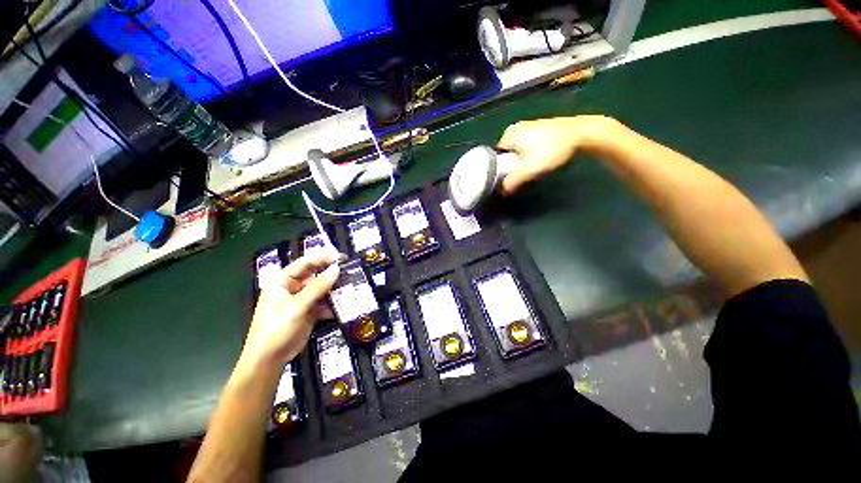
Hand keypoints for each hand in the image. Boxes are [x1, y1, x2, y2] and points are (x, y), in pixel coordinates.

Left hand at [241, 255, 339, 367]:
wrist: (269, 360)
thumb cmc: (276, 329)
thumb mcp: (297, 306)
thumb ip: (318, 287)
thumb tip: (336, 269)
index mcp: (283, 281)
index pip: (304, 263)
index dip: (322, 258)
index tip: (341, 257)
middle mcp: (293, 288)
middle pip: (315, 275)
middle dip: (331, 274)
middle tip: (349, 271)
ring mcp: (301, 300)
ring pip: (321, 289)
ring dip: (334, 290)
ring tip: (350, 288)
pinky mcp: (309, 312)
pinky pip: (323, 303)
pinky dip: (332, 305)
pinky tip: (341, 307)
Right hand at [496, 115, 613, 194]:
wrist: (582, 133)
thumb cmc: (552, 150)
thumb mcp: (529, 169)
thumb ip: (511, 181)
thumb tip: (501, 191)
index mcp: (508, 135)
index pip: (494, 157)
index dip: (499, 170)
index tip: (507, 178)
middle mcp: (514, 128)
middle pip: (504, 154)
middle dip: (510, 165)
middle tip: (521, 174)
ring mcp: (526, 126)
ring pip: (515, 150)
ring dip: (520, 160)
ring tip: (531, 167)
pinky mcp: (537, 128)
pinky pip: (524, 145)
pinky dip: (527, 154)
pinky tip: (538, 158)